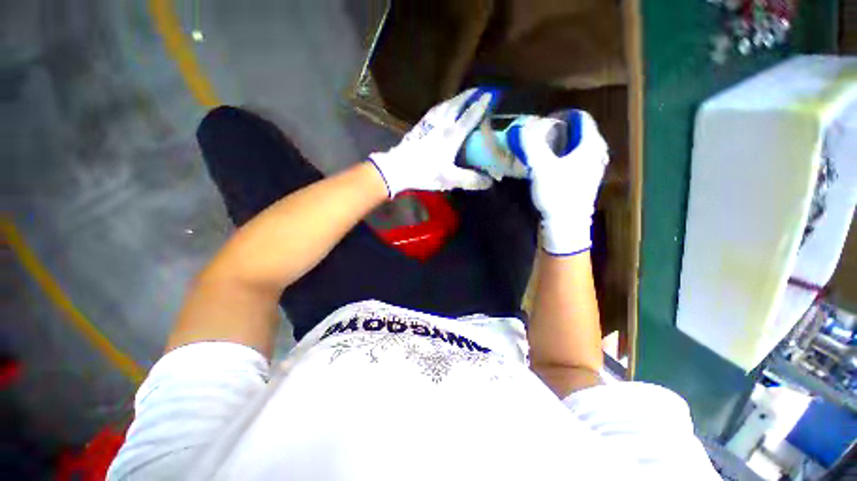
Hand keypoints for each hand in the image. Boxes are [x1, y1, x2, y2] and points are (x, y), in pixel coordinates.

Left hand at [368, 88, 495, 197]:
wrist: (398, 168)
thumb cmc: (425, 173)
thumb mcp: (449, 179)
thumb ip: (470, 180)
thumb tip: (489, 182)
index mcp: (451, 135)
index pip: (469, 115)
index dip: (481, 105)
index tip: (490, 96)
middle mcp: (442, 124)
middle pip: (457, 104)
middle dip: (470, 95)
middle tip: (479, 92)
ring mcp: (429, 122)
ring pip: (446, 104)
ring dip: (457, 98)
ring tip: (465, 97)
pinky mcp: (420, 125)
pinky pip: (436, 109)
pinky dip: (445, 105)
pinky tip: (444, 108)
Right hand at [519, 110, 608, 254]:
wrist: (567, 224)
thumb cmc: (557, 193)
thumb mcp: (541, 168)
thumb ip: (531, 146)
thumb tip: (521, 128)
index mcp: (590, 145)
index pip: (580, 117)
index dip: (561, 116)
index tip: (544, 124)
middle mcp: (596, 152)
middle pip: (579, 131)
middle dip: (559, 130)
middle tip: (541, 137)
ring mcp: (594, 167)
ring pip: (578, 146)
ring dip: (561, 144)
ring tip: (544, 151)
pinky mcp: (587, 180)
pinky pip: (577, 159)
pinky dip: (564, 157)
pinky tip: (552, 166)